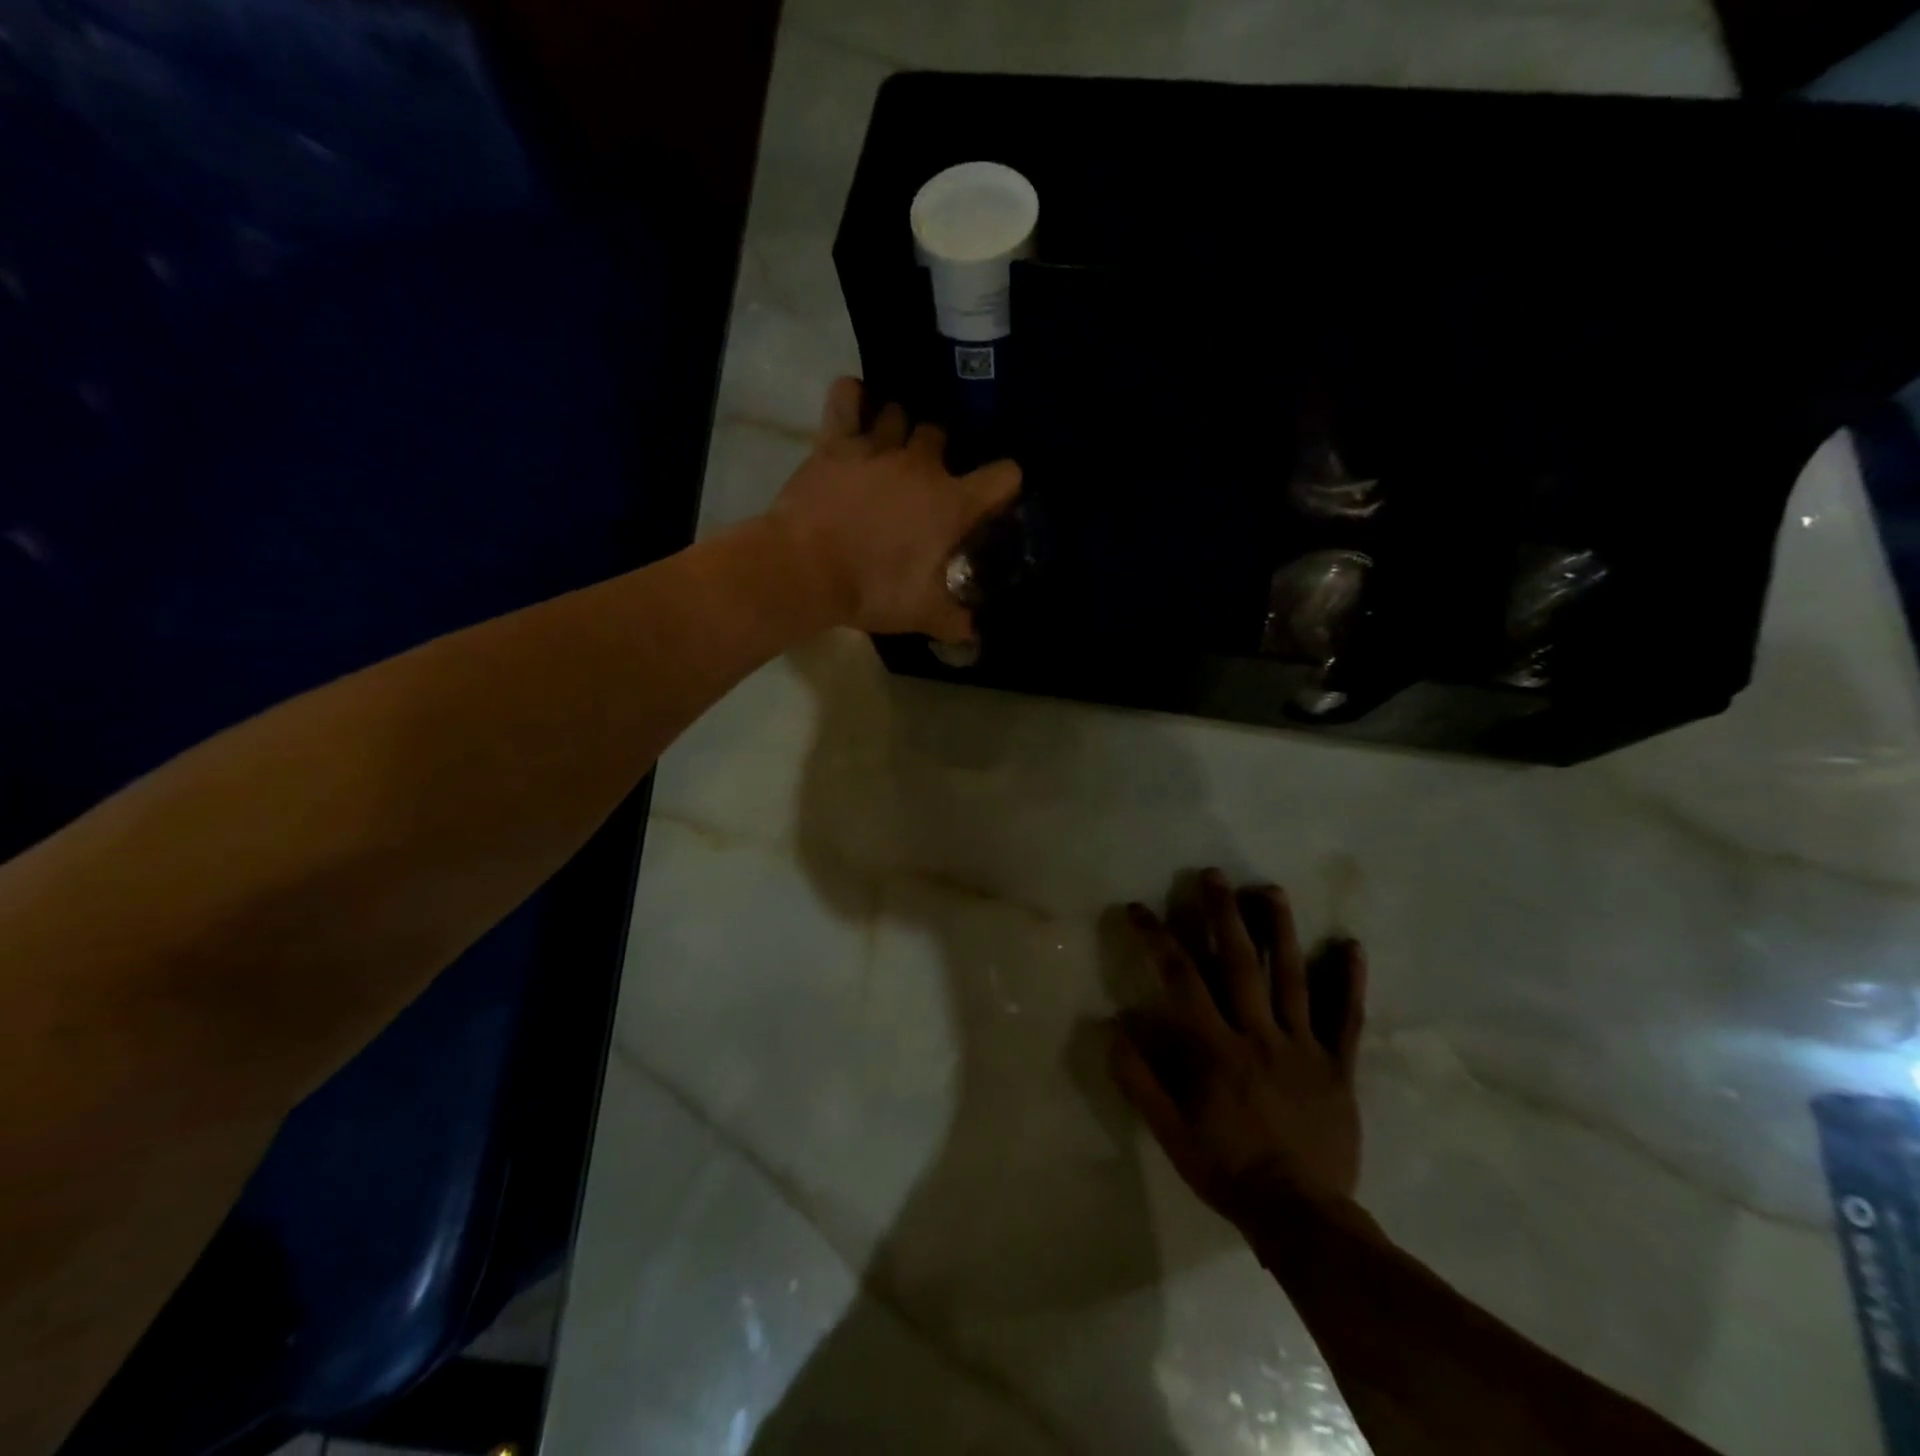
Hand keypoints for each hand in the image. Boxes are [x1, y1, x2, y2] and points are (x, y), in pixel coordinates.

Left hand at [768, 377, 1022, 642]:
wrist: (805, 571)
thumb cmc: (872, 589)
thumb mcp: (923, 614)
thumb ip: (955, 620)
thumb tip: (975, 633)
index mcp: (951, 503)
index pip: (1003, 476)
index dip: (1004, 484)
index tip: (991, 500)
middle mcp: (921, 465)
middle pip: (943, 436)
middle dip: (940, 455)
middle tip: (926, 482)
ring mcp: (877, 447)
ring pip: (899, 414)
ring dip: (899, 429)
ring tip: (889, 450)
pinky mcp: (836, 442)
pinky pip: (847, 398)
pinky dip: (853, 399)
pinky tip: (856, 408)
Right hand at [1112, 869, 1366, 1226]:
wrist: (1302, 1218)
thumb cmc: (1228, 1171)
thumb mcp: (1169, 1133)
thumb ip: (1140, 1080)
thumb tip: (1114, 1027)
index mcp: (1215, 1050)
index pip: (1182, 980)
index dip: (1157, 938)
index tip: (1138, 908)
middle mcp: (1259, 1036)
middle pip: (1240, 963)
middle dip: (1223, 914)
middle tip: (1214, 874)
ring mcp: (1303, 1049)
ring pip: (1293, 978)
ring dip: (1281, 930)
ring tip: (1270, 889)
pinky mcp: (1337, 1067)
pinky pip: (1345, 1018)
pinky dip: (1349, 981)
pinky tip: (1351, 945)